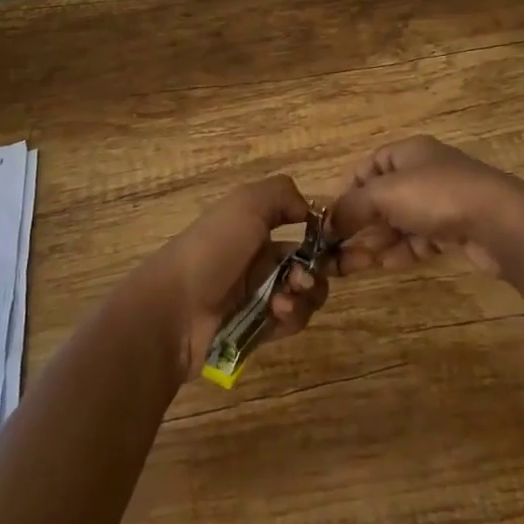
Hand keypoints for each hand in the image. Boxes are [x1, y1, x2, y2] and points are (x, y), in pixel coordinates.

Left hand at [133, 175, 331, 381]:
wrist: (174, 310)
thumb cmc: (213, 248)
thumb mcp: (247, 203)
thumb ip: (284, 195)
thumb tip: (312, 211)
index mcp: (255, 224)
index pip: (302, 224)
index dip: (327, 232)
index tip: (348, 239)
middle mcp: (260, 257)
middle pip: (310, 260)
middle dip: (325, 264)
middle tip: (333, 270)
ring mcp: (259, 294)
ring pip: (305, 293)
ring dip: (306, 292)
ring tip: (288, 296)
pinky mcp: (259, 329)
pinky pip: (291, 321)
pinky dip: (291, 316)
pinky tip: (277, 314)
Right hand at [328, 135, 523, 277]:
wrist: (500, 221)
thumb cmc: (436, 195)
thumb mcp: (385, 194)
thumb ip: (352, 206)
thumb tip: (326, 221)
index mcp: (407, 153)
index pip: (368, 166)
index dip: (347, 190)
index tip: (330, 219)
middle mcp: (423, 172)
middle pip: (382, 197)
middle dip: (358, 223)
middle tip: (335, 252)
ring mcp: (441, 202)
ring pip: (399, 222)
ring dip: (375, 242)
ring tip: (351, 266)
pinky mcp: (455, 230)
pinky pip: (418, 240)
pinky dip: (400, 251)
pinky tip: (384, 266)